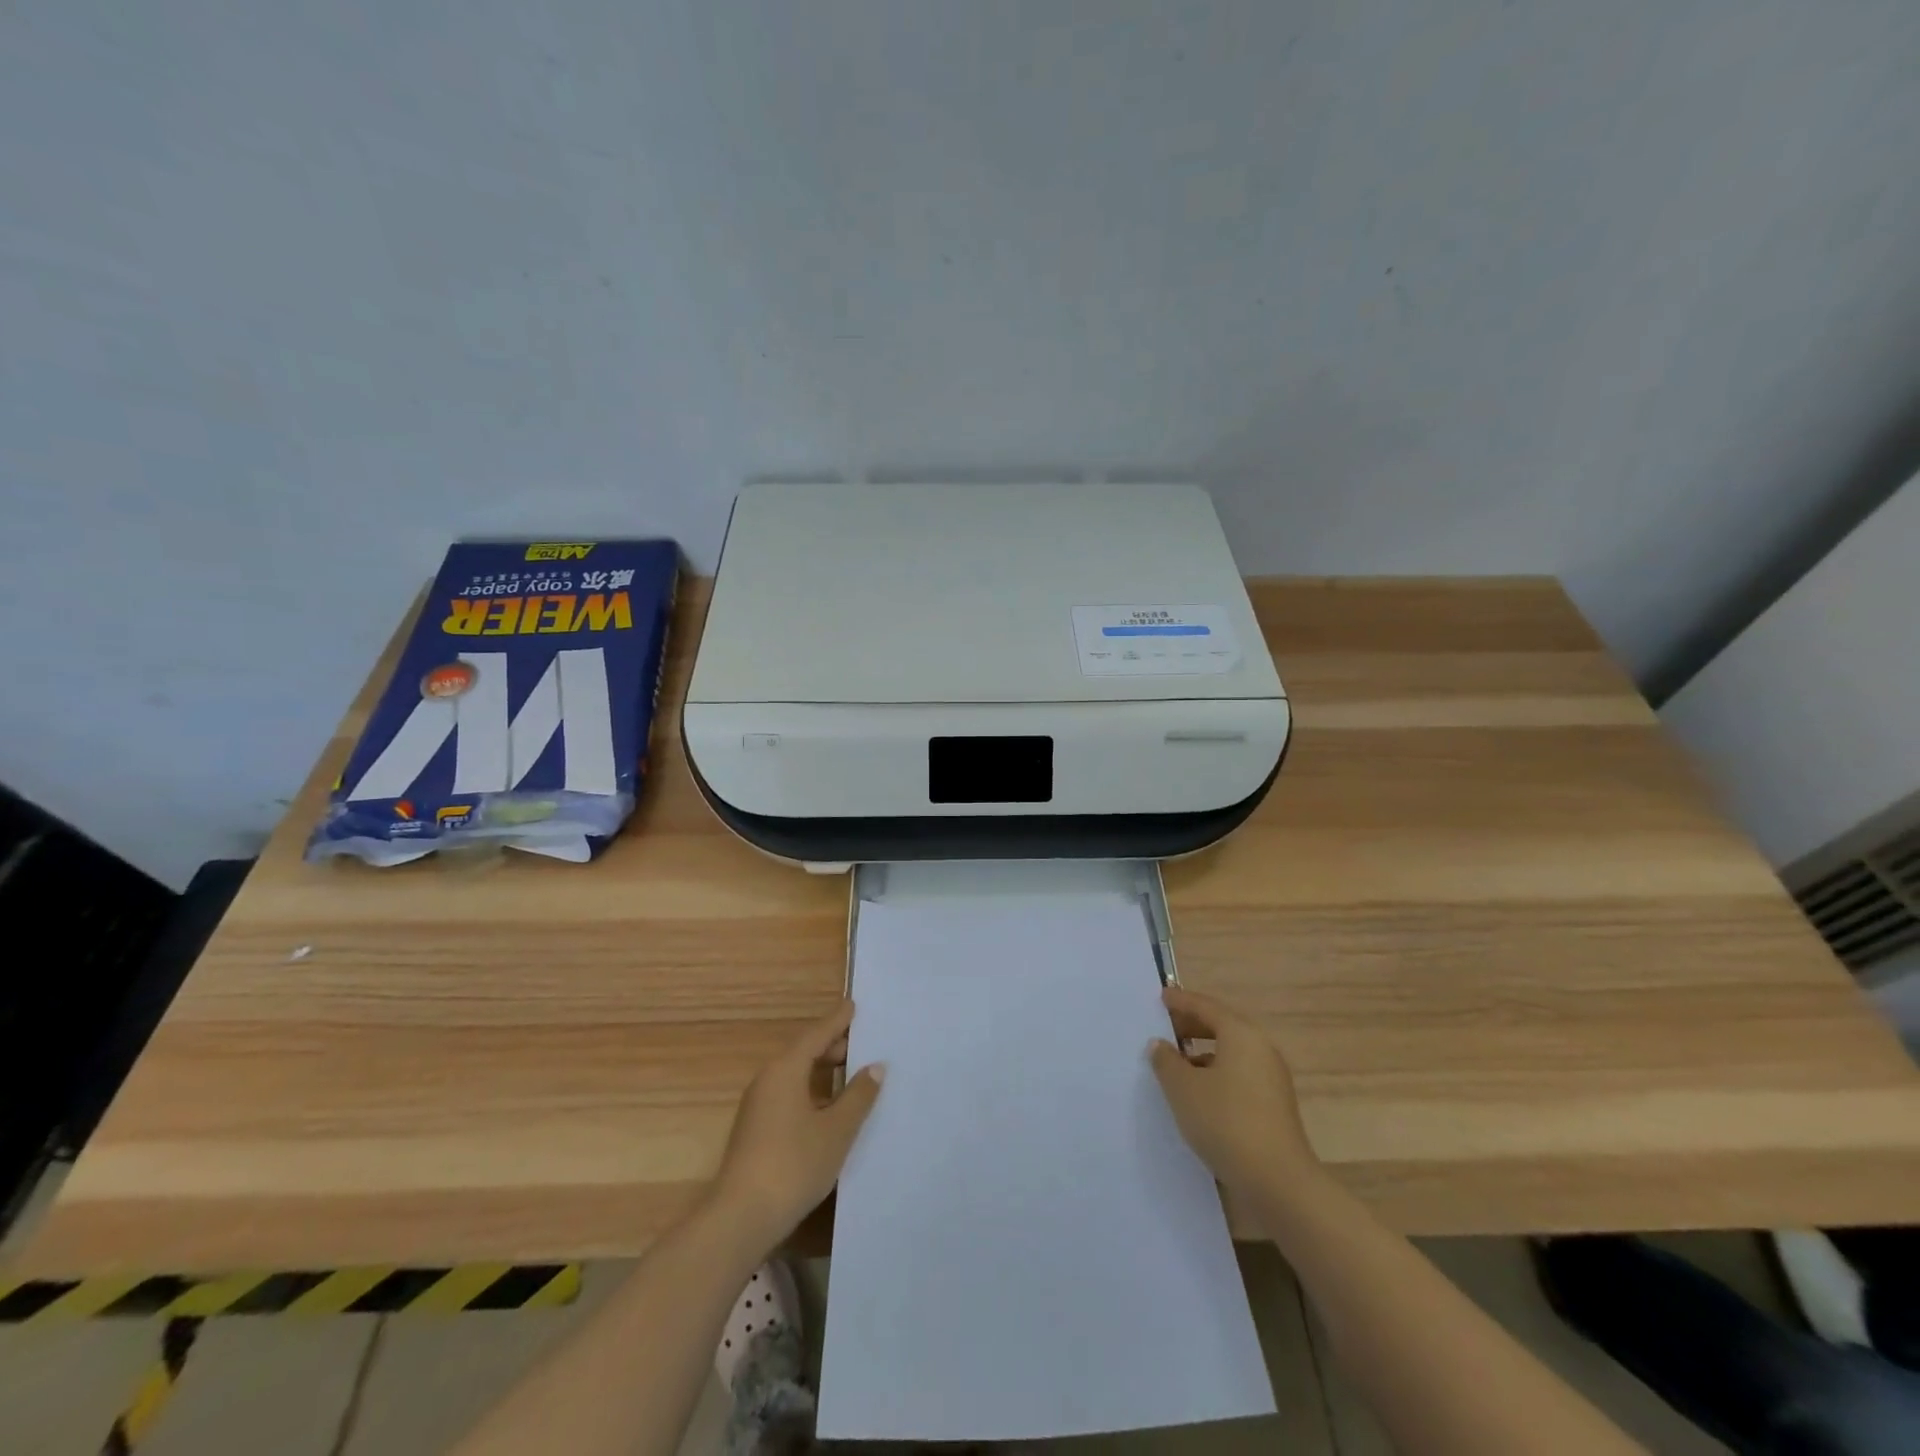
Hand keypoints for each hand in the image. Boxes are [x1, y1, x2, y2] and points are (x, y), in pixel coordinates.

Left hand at [709, 1000, 883, 1250]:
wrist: (740, 1218)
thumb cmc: (794, 1165)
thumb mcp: (836, 1130)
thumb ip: (858, 1096)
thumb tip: (875, 1066)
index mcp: (785, 1070)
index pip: (816, 1034)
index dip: (837, 1021)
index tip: (853, 1005)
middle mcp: (768, 1080)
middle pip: (803, 1052)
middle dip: (831, 1046)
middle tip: (861, 1045)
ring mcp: (758, 1106)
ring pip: (795, 1076)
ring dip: (821, 1072)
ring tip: (850, 1076)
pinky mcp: (755, 1130)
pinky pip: (788, 1095)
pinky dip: (811, 1091)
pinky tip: (828, 1110)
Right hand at [1149, 986, 1318, 1197]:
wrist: (1278, 1181)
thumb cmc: (1225, 1121)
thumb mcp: (1183, 1088)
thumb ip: (1166, 1061)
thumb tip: (1160, 1045)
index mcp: (1241, 1034)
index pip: (1206, 1007)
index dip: (1181, 1001)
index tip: (1161, 996)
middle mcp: (1261, 1049)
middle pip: (1222, 1027)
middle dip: (1191, 1026)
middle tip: (1164, 1029)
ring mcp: (1271, 1079)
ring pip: (1231, 1053)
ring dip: (1203, 1053)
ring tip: (1175, 1064)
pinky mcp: (1274, 1106)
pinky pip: (1239, 1075)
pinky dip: (1216, 1074)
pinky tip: (1197, 1093)